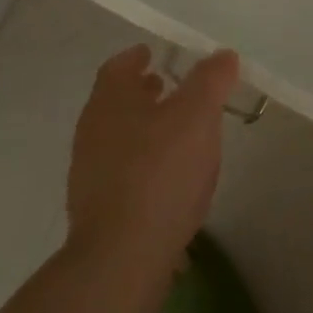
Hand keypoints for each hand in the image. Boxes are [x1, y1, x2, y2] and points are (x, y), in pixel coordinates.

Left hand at [66, 45, 238, 276]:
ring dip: (142, 127)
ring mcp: (89, 174)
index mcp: (109, 101)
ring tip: (174, 132)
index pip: (117, 66)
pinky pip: (121, 171)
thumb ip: (211, 80)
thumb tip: (223, 55)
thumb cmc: (160, 172)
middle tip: (168, 87)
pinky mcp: (97, 211)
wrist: (122, 258)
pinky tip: (166, 176)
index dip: (136, 57)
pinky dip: (142, 161)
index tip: (154, 54)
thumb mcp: (197, 115)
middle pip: (115, 101)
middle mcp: (91, 131)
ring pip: (117, 137)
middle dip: (141, 92)